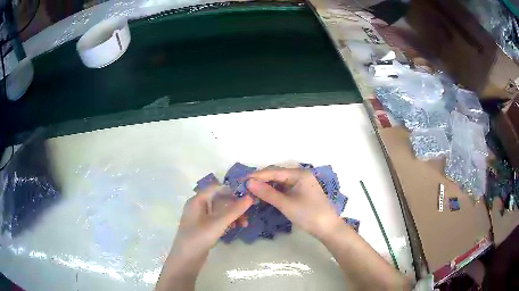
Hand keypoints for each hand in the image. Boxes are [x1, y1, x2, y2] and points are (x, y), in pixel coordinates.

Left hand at [157, 186, 252, 290]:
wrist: (186, 259)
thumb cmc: (199, 237)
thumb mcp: (218, 223)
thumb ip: (234, 210)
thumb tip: (250, 197)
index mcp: (197, 200)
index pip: (216, 187)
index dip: (232, 188)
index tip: (248, 193)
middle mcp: (198, 206)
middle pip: (219, 199)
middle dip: (235, 205)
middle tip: (249, 212)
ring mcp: (201, 218)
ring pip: (220, 211)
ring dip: (233, 215)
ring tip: (244, 224)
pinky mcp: (204, 228)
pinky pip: (218, 220)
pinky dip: (227, 222)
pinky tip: (235, 228)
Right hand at [247, 167, 341, 239]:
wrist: (327, 228)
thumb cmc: (308, 215)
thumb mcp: (286, 204)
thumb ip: (267, 193)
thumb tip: (249, 183)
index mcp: (299, 174)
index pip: (274, 171)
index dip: (257, 176)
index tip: (241, 180)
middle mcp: (301, 175)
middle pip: (277, 174)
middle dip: (261, 180)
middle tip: (245, 187)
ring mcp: (302, 183)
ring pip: (280, 182)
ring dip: (267, 186)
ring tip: (252, 191)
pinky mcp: (301, 192)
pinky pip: (285, 188)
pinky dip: (274, 192)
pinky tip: (265, 196)